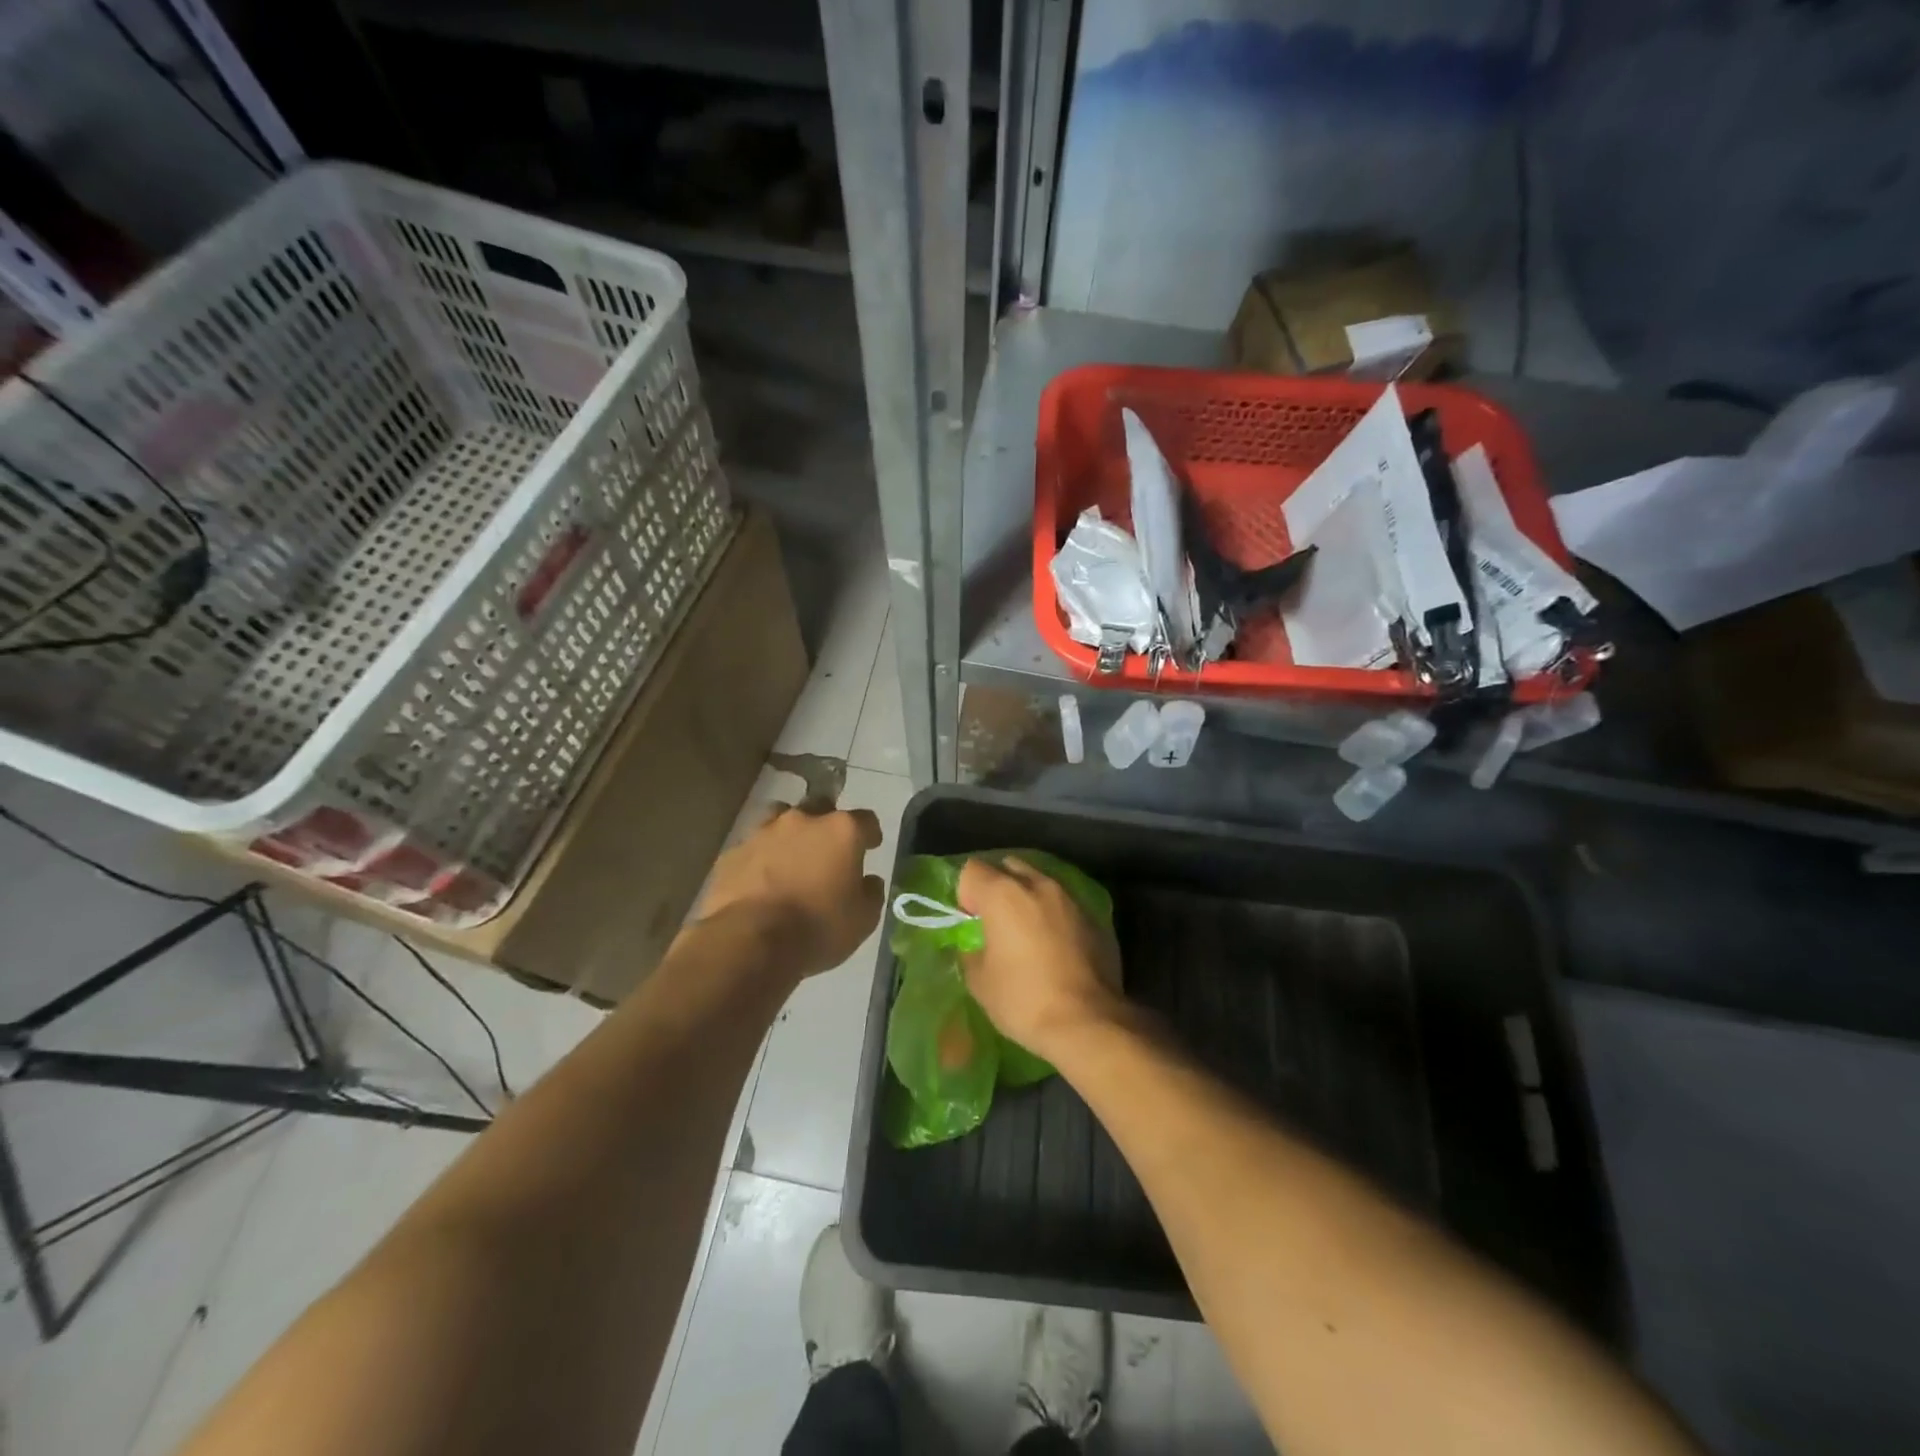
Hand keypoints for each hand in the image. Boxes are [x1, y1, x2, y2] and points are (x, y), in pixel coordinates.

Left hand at [700, 804, 883, 978]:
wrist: (749, 941)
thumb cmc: (817, 928)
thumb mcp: (863, 920)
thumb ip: (871, 893)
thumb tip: (869, 881)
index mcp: (841, 831)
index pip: (866, 820)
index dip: (870, 834)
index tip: (870, 846)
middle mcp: (803, 821)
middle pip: (821, 807)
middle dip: (826, 824)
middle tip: (828, 850)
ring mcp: (763, 833)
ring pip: (780, 818)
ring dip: (789, 833)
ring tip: (790, 857)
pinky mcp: (733, 853)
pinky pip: (752, 847)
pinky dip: (760, 857)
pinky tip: (760, 879)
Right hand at [956, 855, 1122, 1057]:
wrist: (1088, 1022)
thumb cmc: (1023, 1000)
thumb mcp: (979, 981)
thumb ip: (971, 950)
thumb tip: (978, 943)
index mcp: (1003, 894)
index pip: (972, 870)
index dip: (965, 894)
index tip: (970, 922)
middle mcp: (1038, 884)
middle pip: (1009, 867)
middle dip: (997, 887)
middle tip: (995, 921)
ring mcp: (1070, 898)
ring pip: (1040, 882)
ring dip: (1028, 899)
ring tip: (1027, 932)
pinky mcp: (1094, 916)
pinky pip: (1064, 904)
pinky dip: (1053, 915)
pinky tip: (1055, 945)